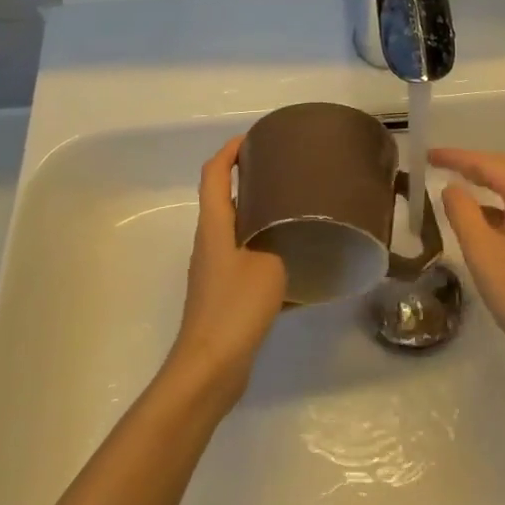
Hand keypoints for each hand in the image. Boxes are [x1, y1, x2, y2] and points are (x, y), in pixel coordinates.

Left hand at [165, 136, 286, 408]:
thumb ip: (281, 242)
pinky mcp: (222, 293)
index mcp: (215, 226)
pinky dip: (264, 247)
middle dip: (248, 179)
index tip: (253, 138)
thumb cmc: (235, 308)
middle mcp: (209, 242)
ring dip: (258, 214)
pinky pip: (244, 256)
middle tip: (285, 172)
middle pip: (223, 198)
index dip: (229, 151)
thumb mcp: (270, 266)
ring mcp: (214, 269)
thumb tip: (295, 231)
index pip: (214, 174)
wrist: (209, 367)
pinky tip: (291, 260)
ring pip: (235, 228)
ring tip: (293, 209)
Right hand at [430, 147, 504, 387]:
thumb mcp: (484, 256)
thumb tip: (452, 188)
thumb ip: (463, 215)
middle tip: (438, 165)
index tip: (429, 155)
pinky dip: (499, 209)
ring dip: (486, 187)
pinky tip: (480, 224)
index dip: (459, 157)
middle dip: (473, 166)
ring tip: (454, 189)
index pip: (493, 164)